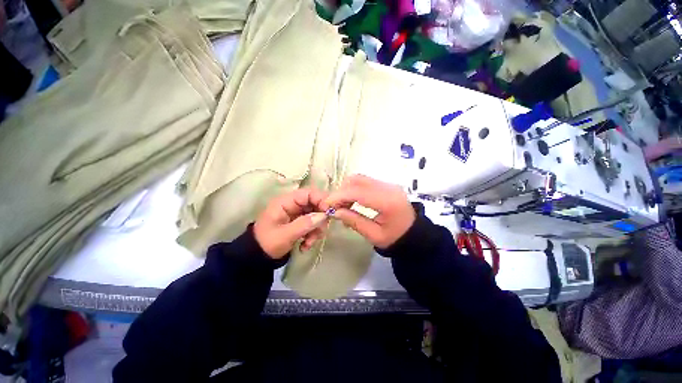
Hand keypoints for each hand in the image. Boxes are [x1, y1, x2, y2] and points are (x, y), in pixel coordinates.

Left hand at [254, 188, 328, 258]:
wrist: (257, 258)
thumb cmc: (267, 243)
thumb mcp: (285, 235)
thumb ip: (304, 224)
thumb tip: (323, 216)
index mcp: (286, 202)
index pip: (308, 193)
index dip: (320, 200)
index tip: (329, 212)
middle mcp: (293, 205)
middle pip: (315, 204)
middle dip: (320, 219)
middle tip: (319, 232)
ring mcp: (297, 214)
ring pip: (316, 216)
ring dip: (316, 230)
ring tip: (308, 243)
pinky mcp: (300, 223)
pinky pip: (313, 225)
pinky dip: (313, 235)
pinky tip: (305, 246)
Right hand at [323, 175, 414, 248]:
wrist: (414, 234)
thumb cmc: (395, 238)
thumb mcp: (374, 235)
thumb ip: (354, 221)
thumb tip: (335, 212)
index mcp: (387, 201)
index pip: (358, 192)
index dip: (339, 196)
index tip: (327, 205)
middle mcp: (388, 187)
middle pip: (357, 180)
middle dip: (341, 191)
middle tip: (335, 206)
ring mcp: (387, 184)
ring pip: (360, 179)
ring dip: (347, 189)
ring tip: (343, 205)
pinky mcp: (386, 185)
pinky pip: (365, 182)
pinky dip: (354, 189)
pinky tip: (352, 202)